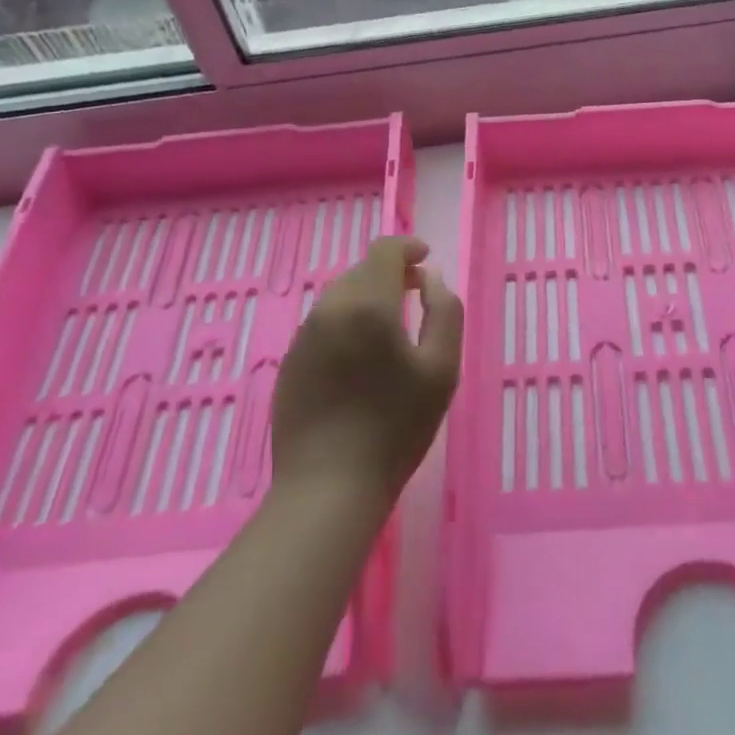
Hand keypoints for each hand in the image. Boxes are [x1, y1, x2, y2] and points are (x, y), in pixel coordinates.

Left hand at [271, 236, 462, 504]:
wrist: (328, 487)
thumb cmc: (396, 427)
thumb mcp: (442, 368)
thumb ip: (444, 311)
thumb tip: (431, 278)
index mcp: (368, 304)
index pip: (384, 250)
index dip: (407, 247)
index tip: (426, 259)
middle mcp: (330, 309)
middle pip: (361, 271)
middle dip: (390, 273)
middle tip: (416, 294)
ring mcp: (304, 336)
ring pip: (339, 296)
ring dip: (367, 297)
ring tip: (390, 326)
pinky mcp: (289, 362)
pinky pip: (323, 324)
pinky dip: (346, 322)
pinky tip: (360, 357)